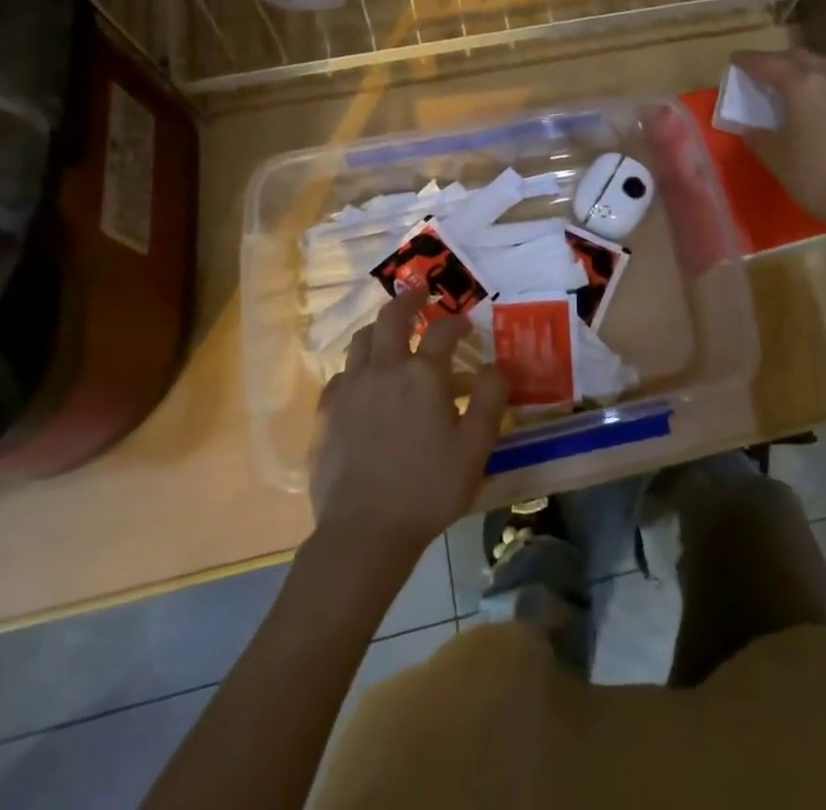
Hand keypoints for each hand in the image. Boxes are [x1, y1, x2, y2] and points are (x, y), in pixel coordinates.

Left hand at [310, 291, 508, 559]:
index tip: (465, 324)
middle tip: (420, 294)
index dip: (457, 322)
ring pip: (362, 340)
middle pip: (392, 317)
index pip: (443, 330)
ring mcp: (350, 387)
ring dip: (379, 328)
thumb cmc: (428, 489)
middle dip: (409, 300)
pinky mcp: (326, 411)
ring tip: (390, 333)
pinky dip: (357, 367)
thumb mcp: (475, 448)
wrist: (364, 532)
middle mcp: (384, 368)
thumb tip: (499, 365)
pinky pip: (341, 374)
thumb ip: (491, 399)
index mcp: (423, 374)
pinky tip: (363, 382)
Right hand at [730, 48, 825, 230]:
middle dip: (778, 60)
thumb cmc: (815, 174)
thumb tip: (750, 129)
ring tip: (792, 83)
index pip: (768, 63)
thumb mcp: (776, 157)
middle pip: (799, 57)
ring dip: (805, 68)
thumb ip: (759, 136)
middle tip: (762, 72)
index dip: (748, 60)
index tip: (735, 60)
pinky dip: (824, 85)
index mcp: (801, 85)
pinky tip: (818, 105)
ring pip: (825, 65)